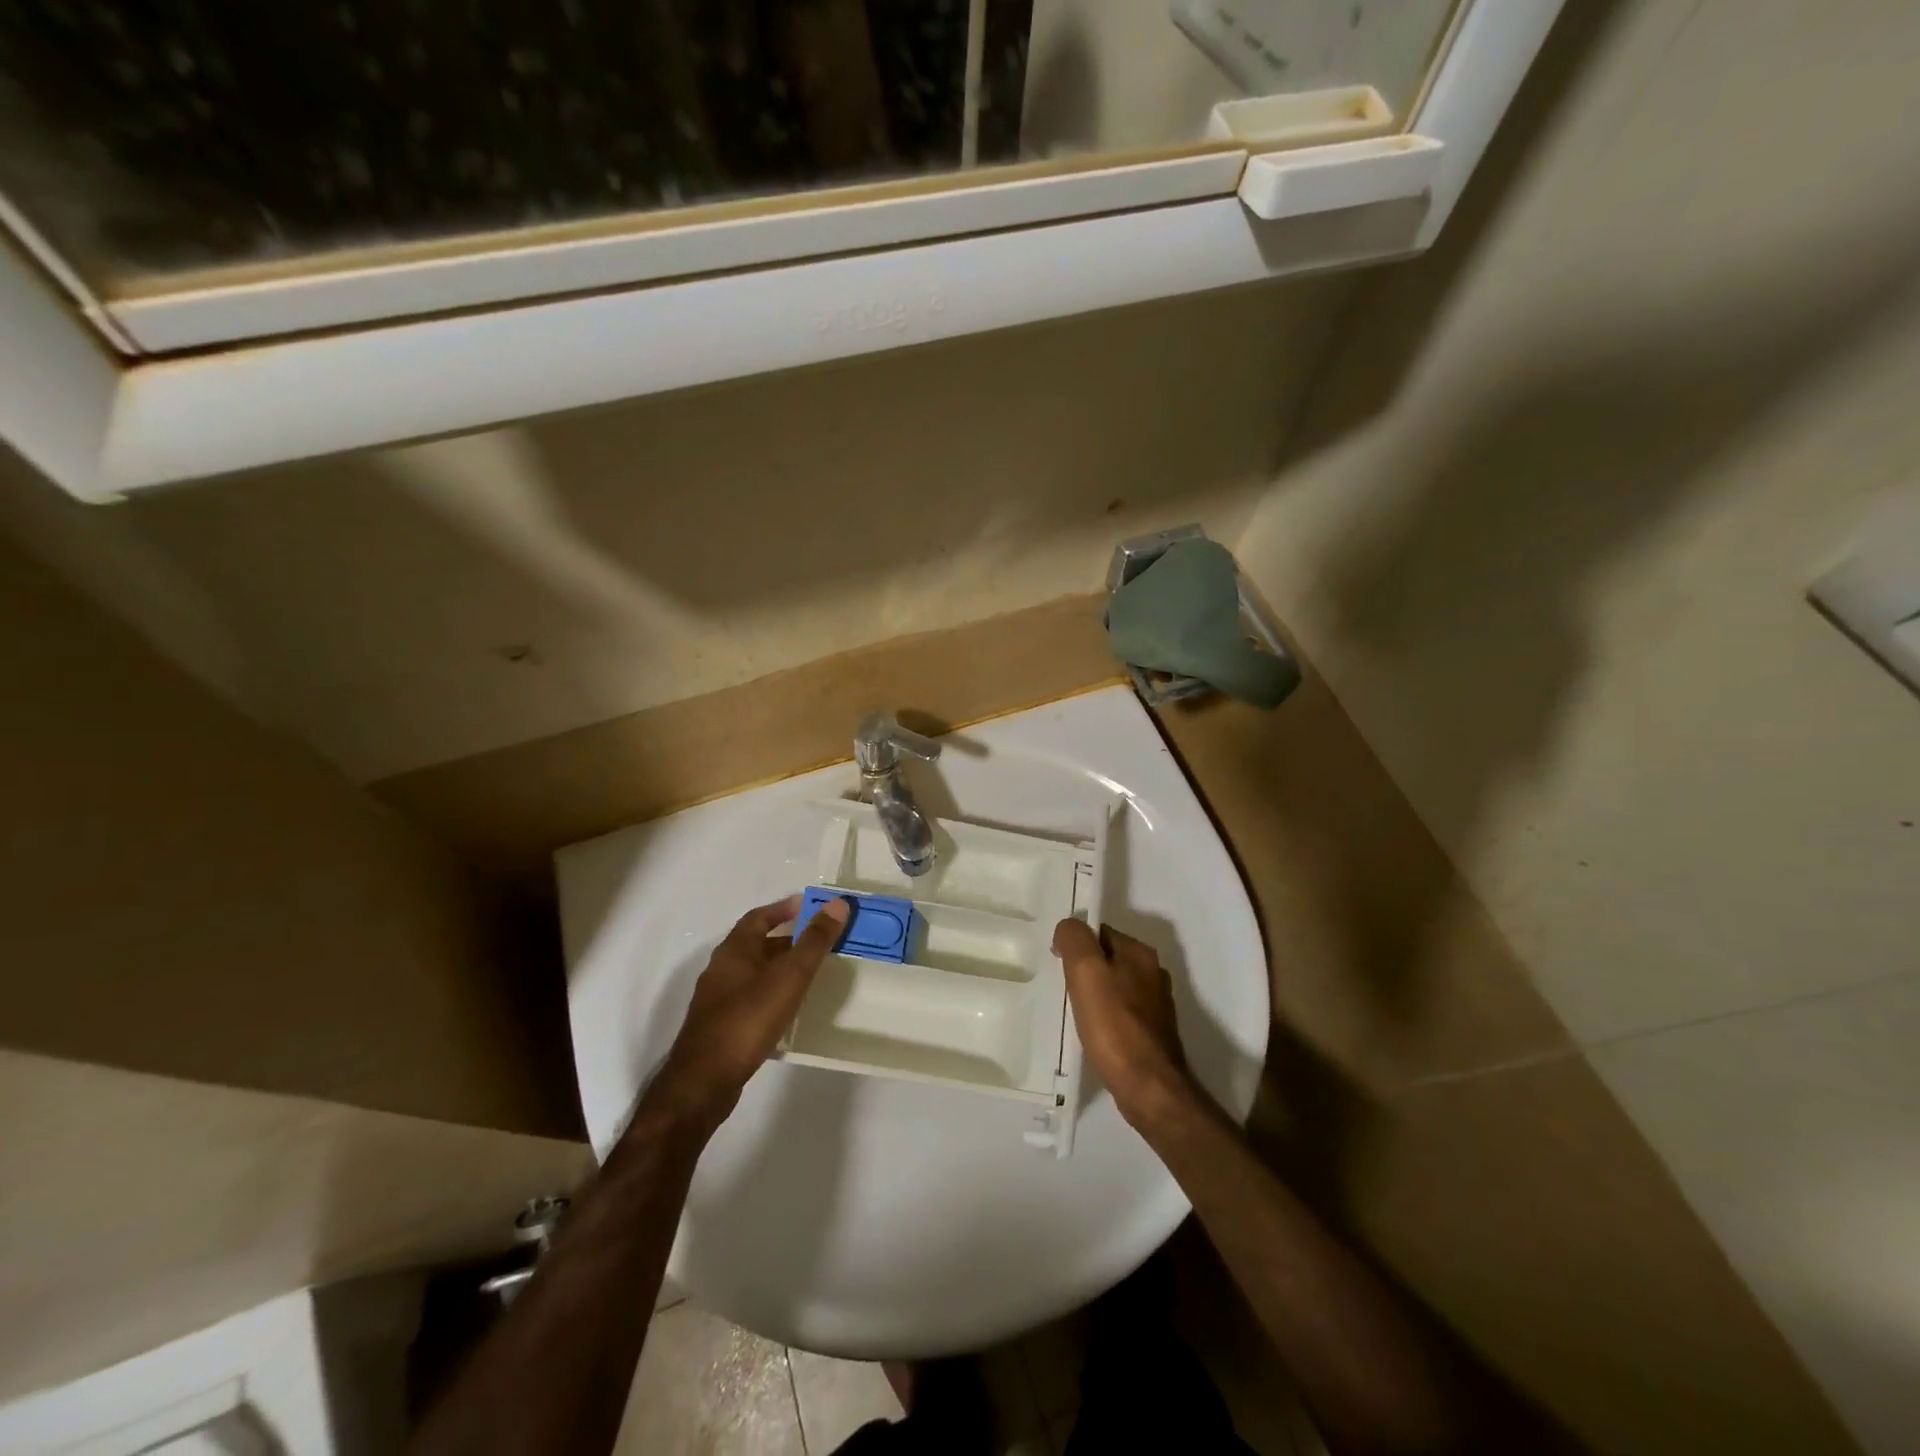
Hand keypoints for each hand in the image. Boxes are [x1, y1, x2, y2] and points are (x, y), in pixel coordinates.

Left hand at [647, 895, 850, 1132]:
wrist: (704, 1081)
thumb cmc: (748, 1019)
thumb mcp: (789, 976)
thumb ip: (814, 941)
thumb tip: (838, 904)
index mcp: (734, 950)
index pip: (759, 917)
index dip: (784, 909)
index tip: (809, 906)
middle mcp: (721, 969)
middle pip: (756, 944)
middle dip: (787, 940)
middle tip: (819, 942)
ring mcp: (718, 1000)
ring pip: (754, 973)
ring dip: (779, 968)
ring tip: (810, 974)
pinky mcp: (720, 1027)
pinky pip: (750, 998)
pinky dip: (771, 994)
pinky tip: (788, 1010)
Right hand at [1053, 920, 1194, 1128]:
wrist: (1149, 1089)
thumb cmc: (1115, 1027)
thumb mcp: (1086, 972)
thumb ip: (1075, 939)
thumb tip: (1068, 927)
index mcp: (1140, 953)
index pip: (1100, 932)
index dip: (1076, 944)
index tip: (1059, 965)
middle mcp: (1153, 973)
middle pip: (1108, 959)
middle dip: (1085, 970)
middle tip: (1065, 990)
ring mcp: (1157, 1005)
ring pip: (1115, 987)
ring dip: (1096, 995)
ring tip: (1076, 1013)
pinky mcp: (1154, 1033)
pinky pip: (1122, 1013)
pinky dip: (1106, 1018)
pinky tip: (1095, 1034)